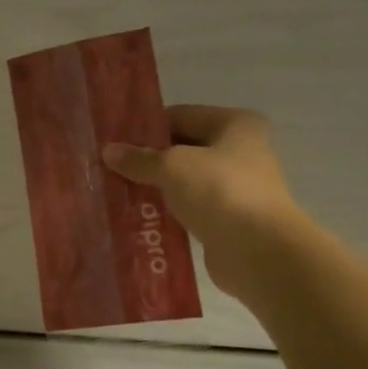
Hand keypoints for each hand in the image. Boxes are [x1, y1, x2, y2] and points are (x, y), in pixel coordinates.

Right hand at [103, 106, 299, 300]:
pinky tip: (137, 216)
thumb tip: (108, 151)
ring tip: (117, 191)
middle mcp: (241, 151)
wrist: (259, 252)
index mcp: (235, 124)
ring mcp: (237, 187)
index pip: (180, 116)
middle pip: (183, 148)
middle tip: (109, 166)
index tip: (114, 139)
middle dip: (148, 159)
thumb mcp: (172, 166)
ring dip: (156, 187)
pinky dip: (168, 211)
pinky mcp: (229, 220)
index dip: (146, 127)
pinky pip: (190, 208)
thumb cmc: (219, 191)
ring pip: (185, 181)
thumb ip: (140, 158)